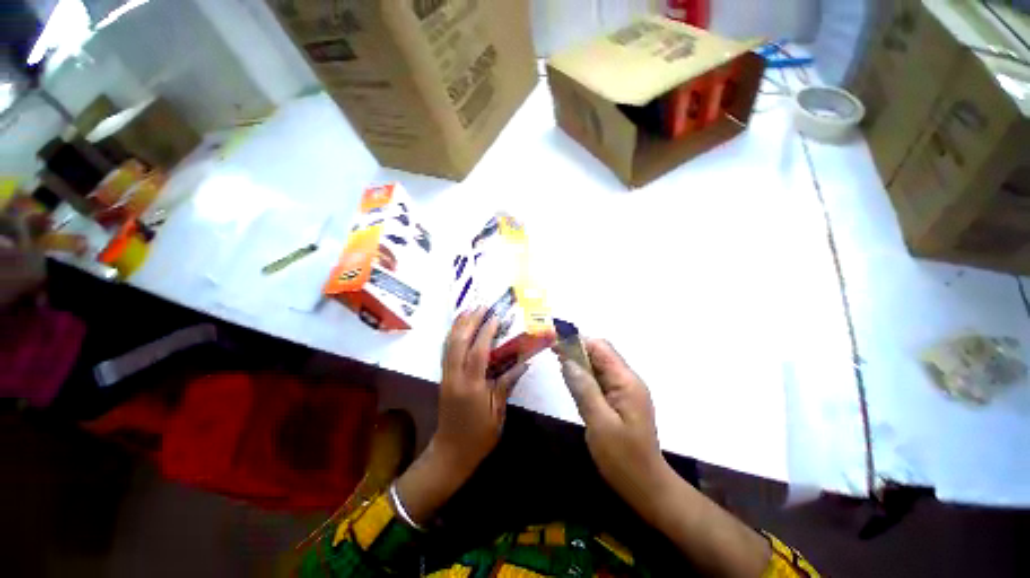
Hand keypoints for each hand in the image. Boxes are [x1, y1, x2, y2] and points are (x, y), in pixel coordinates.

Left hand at [395, 307, 527, 524]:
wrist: (450, 453)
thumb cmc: (479, 436)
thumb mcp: (498, 412)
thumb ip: (507, 384)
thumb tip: (523, 363)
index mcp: (471, 386)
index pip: (478, 351)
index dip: (486, 331)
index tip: (495, 316)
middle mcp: (455, 377)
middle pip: (459, 342)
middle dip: (470, 321)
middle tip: (481, 306)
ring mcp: (446, 376)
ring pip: (449, 344)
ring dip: (458, 325)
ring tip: (468, 310)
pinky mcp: (443, 378)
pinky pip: (446, 351)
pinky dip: (452, 335)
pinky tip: (458, 328)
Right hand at [559, 340, 772, 576]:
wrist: (647, 488)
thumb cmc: (624, 459)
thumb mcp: (600, 423)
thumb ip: (584, 389)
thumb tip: (567, 360)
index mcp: (626, 381)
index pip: (601, 348)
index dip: (578, 341)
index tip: (555, 343)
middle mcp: (627, 380)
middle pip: (600, 354)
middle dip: (576, 349)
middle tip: (553, 352)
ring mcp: (624, 390)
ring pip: (598, 366)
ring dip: (579, 361)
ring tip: (558, 361)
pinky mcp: (619, 400)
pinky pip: (599, 380)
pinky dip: (584, 376)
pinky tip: (571, 379)